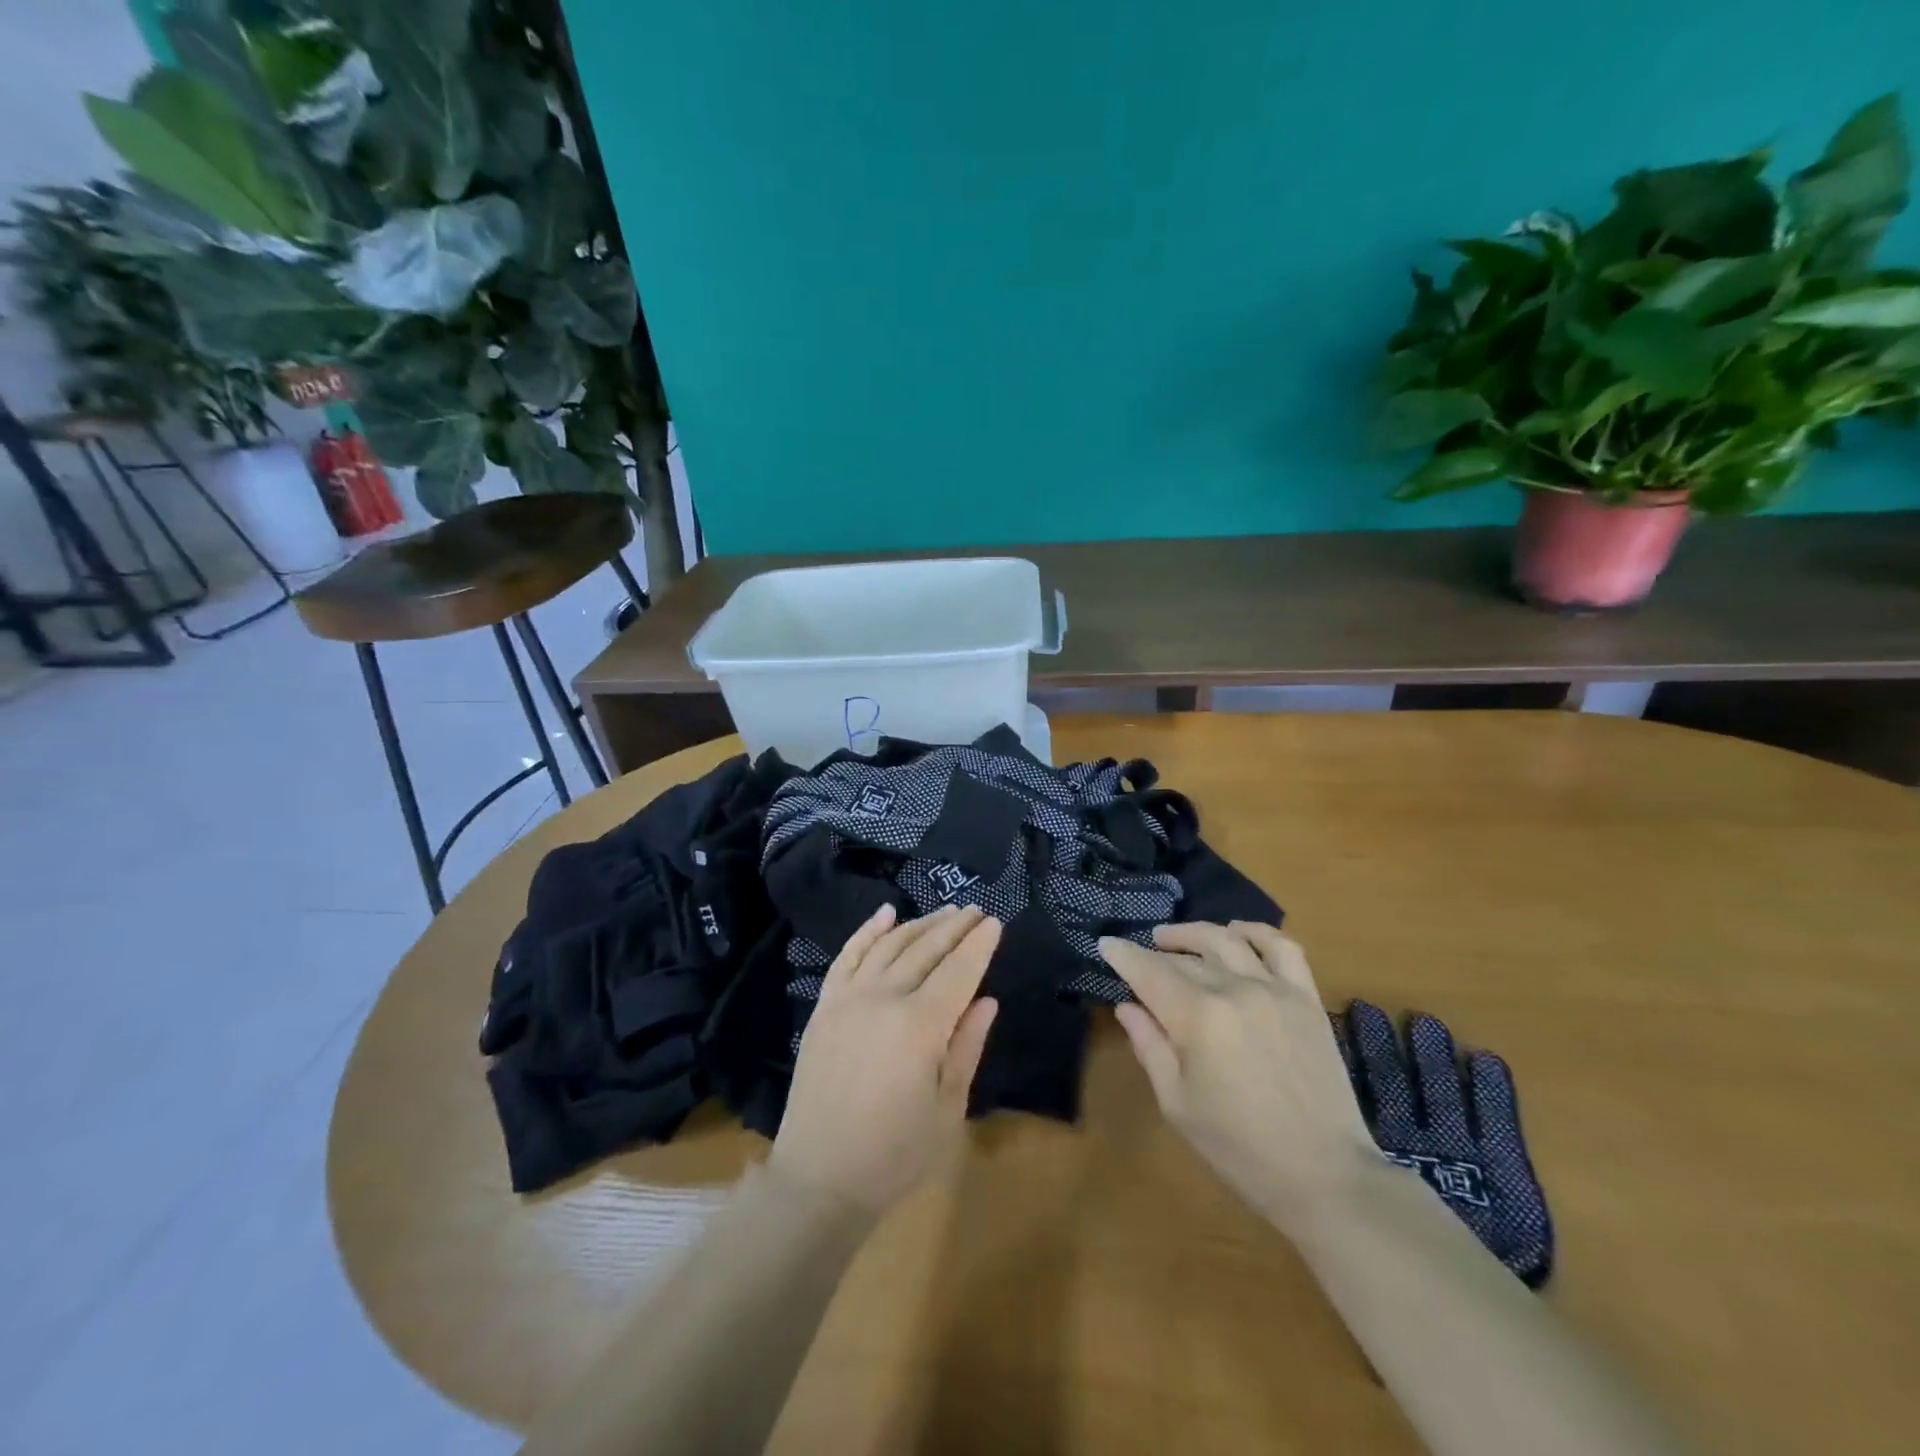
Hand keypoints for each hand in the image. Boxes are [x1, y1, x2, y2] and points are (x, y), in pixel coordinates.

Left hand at [770, 904, 1000, 1211]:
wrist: (819, 1178)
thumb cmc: (895, 1154)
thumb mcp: (947, 1108)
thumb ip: (967, 1047)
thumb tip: (987, 1000)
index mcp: (921, 1025)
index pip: (959, 971)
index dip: (979, 945)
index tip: (995, 922)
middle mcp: (884, 998)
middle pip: (926, 949)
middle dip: (954, 927)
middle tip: (975, 911)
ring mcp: (849, 998)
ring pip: (890, 945)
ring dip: (920, 924)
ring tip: (944, 912)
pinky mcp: (825, 1006)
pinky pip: (848, 956)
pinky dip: (868, 931)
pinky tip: (886, 914)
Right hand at [1099, 922, 1380, 1235]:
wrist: (1326, 1177)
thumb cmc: (1240, 1149)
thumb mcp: (1177, 1104)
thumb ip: (1149, 1046)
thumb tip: (1127, 1005)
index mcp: (1197, 1018)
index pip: (1149, 971)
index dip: (1123, 955)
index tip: (1105, 944)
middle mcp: (1234, 990)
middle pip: (1184, 957)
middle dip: (1154, 953)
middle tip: (1138, 958)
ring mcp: (1275, 989)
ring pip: (1226, 940)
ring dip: (1193, 933)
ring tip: (1173, 938)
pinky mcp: (1306, 998)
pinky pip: (1281, 947)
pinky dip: (1255, 932)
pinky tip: (1237, 934)